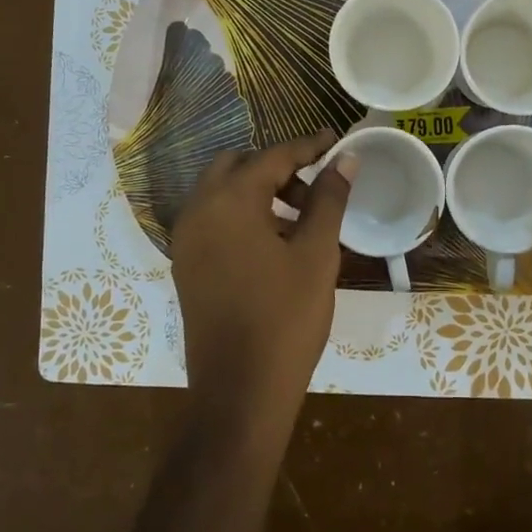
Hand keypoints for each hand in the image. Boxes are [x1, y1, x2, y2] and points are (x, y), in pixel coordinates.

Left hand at [171, 129, 354, 451]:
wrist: (240, 390)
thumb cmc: (285, 317)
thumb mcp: (316, 253)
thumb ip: (328, 199)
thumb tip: (345, 159)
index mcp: (228, 201)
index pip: (272, 157)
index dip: (308, 146)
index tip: (337, 141)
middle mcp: (198, 211)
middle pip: (238, 167)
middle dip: (278, 168)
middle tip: (316, 185)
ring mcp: (186, 241)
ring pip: (222, 194)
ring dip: (259, 191)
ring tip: (302, 217)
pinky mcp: (187, 266)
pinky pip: (213, 221)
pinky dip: (242, 216)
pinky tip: (275, 242)